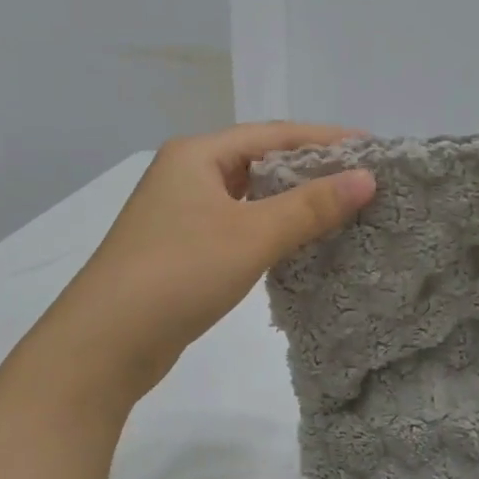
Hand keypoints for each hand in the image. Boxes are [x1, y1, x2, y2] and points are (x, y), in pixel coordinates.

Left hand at [23, 122, 375, 410]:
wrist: (104, 344)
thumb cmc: (179, 273)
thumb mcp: (251, 235)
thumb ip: (311, 206)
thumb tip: (367, 178)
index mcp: (197, 155)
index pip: (274, 134)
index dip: (325, 139)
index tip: (373, 148)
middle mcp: (186, 175)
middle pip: (261, 162)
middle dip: (311, 170)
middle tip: (363, 182)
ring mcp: (180, 215)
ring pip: (249, 198)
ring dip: (292, 203)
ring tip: (342, 210)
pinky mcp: (182, 251)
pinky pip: (238, 227)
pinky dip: (271, 231)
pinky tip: (300, 244)